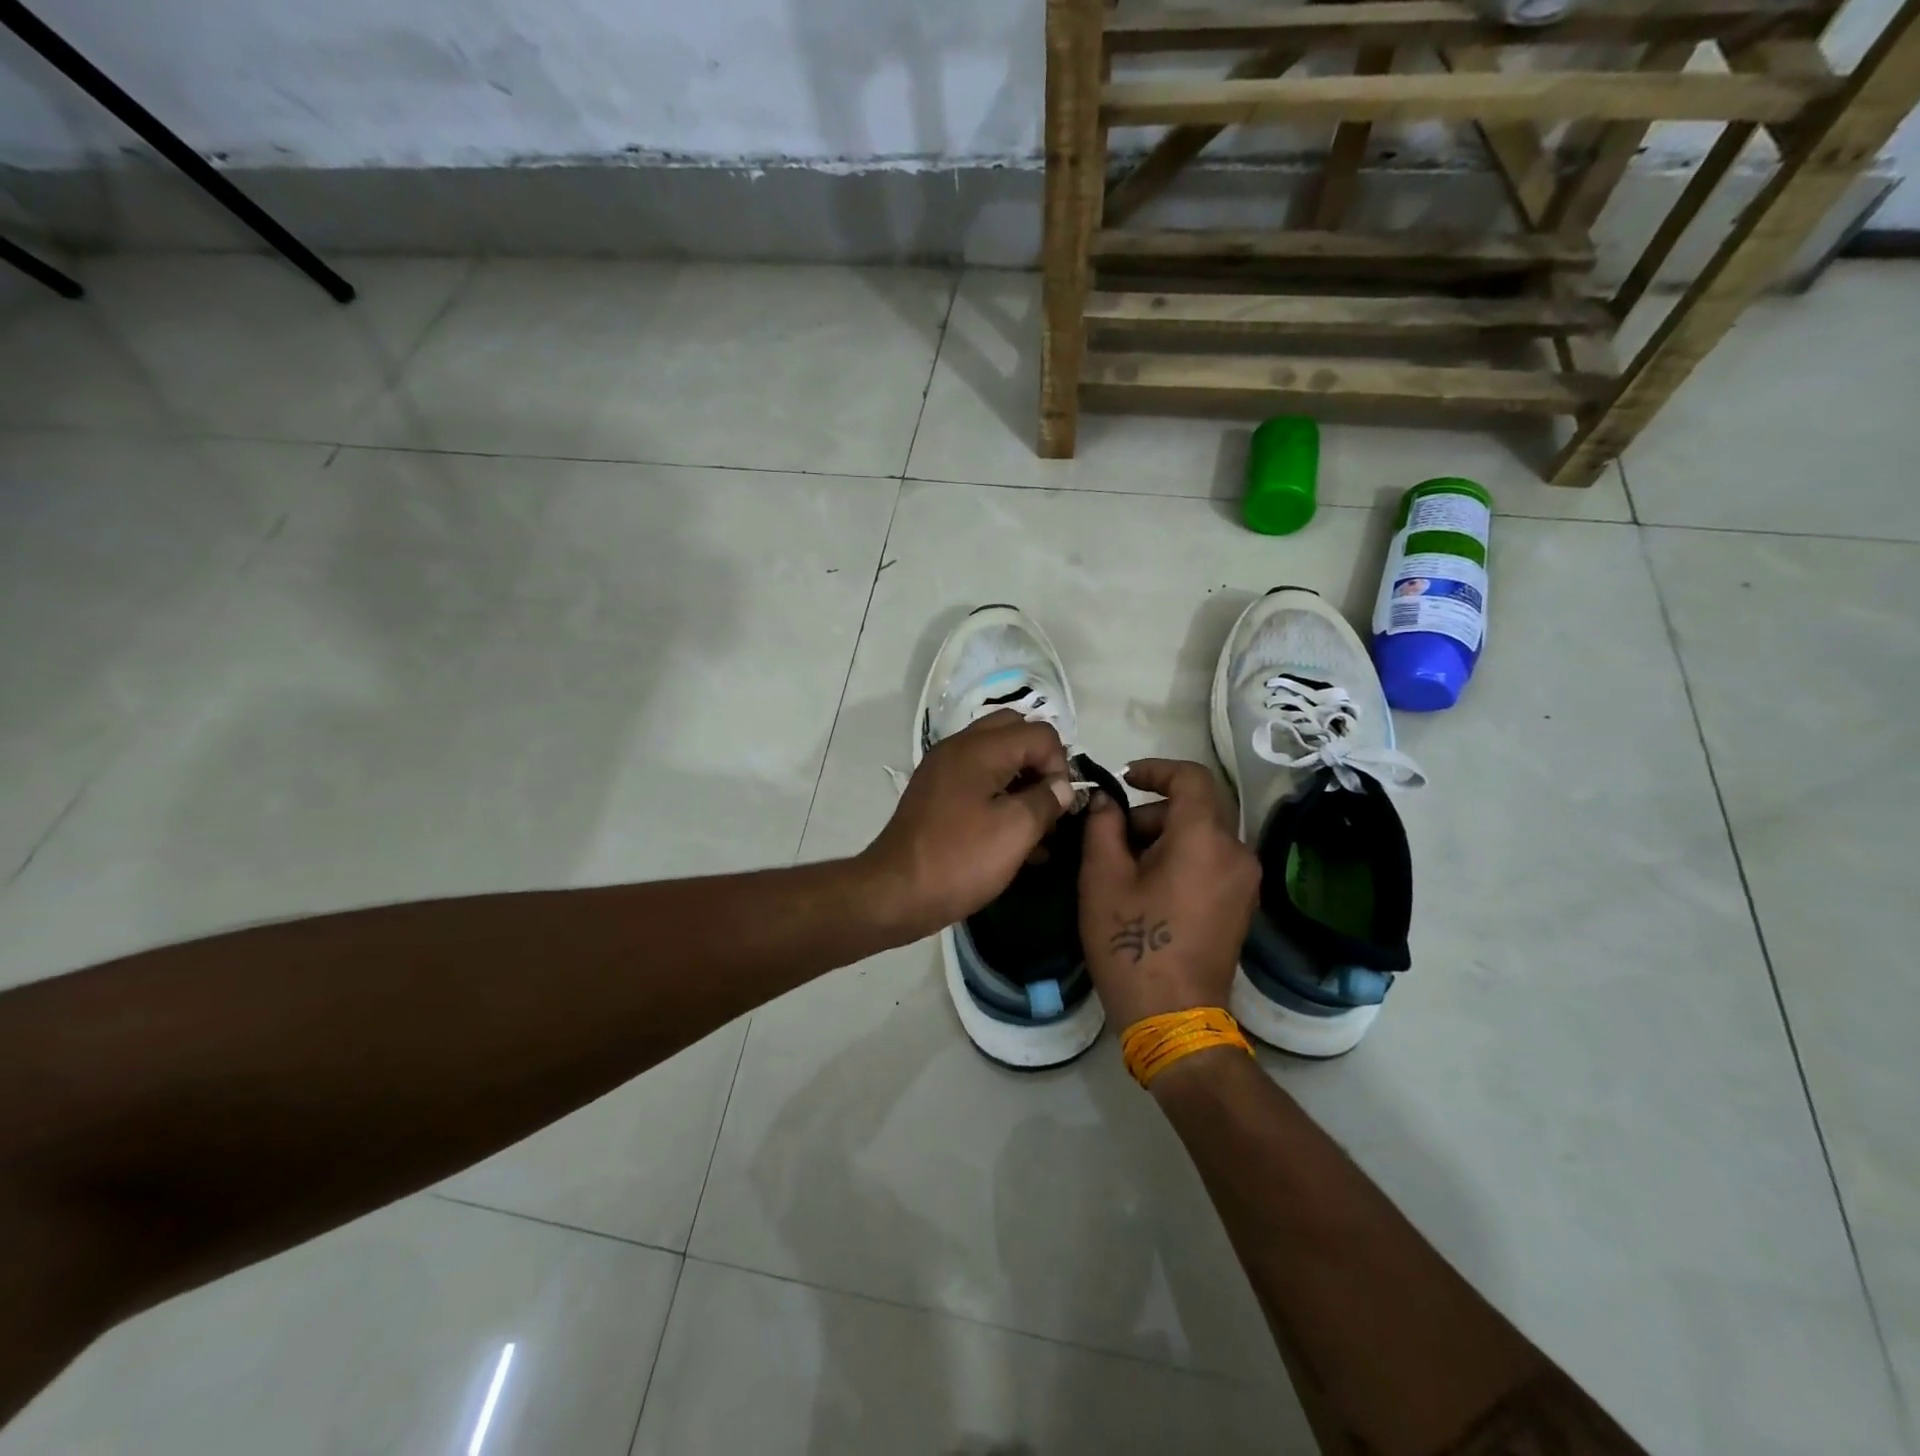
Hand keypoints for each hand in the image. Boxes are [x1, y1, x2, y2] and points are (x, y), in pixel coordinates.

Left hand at [859, 710, 1074, 941]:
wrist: (896, 892)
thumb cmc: (960, 859)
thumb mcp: (1016, 831)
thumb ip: (1046, 800)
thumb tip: (1062, 787)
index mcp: (980, 748)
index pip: (1040, 733)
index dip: (1060, 766)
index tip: (1059, 806)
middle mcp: (959, 747)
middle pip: (1015, 732)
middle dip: (1040, 764)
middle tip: (1049, 804)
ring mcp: (944, 768)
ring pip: (997, 756)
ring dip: (1021, 781)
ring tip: (1037, 827)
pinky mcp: (936, 793)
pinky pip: (978, 778)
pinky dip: (999, 795)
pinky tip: (1012, 836)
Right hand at [1077, 759, 1260, 1029]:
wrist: (1173, 1019)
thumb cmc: (1132, 945)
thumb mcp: (1102, 880)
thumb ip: (1103, 826)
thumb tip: (1108, 801)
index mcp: (1205, 839)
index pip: (1191, 778)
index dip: (1156, 769)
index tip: (1123, 778)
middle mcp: (1236, 852)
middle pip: (1196, 807)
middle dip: (1151, 811)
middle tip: (1111, 836)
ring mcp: (1244, 881)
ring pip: (1203, 834)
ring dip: (1164, 835)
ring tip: (1124, 868)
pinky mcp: (1241, 905)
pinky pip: (1211, 860)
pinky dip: (1181, 856)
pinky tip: (1148, 886)